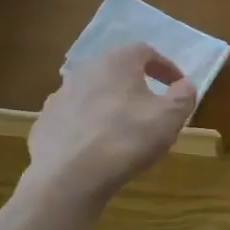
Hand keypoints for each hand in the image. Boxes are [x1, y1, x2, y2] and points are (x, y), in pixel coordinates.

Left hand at [23, 43, 195, 209]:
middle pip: (116, 71)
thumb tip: (185, 85)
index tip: (177, 86)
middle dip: (136, 86)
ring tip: (124, 132)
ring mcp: (60, 96)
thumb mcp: (169, 118)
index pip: (145, 51)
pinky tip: (96, 149)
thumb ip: (183, 96)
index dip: (165, 67)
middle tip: (152, 108)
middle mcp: (84, 70)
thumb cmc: (125, 139)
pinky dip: (88, 127)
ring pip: (93, 94)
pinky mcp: (45, 123)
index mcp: (116, 62)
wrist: (67, 177)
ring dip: (110, 106)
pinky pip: (74, 119)